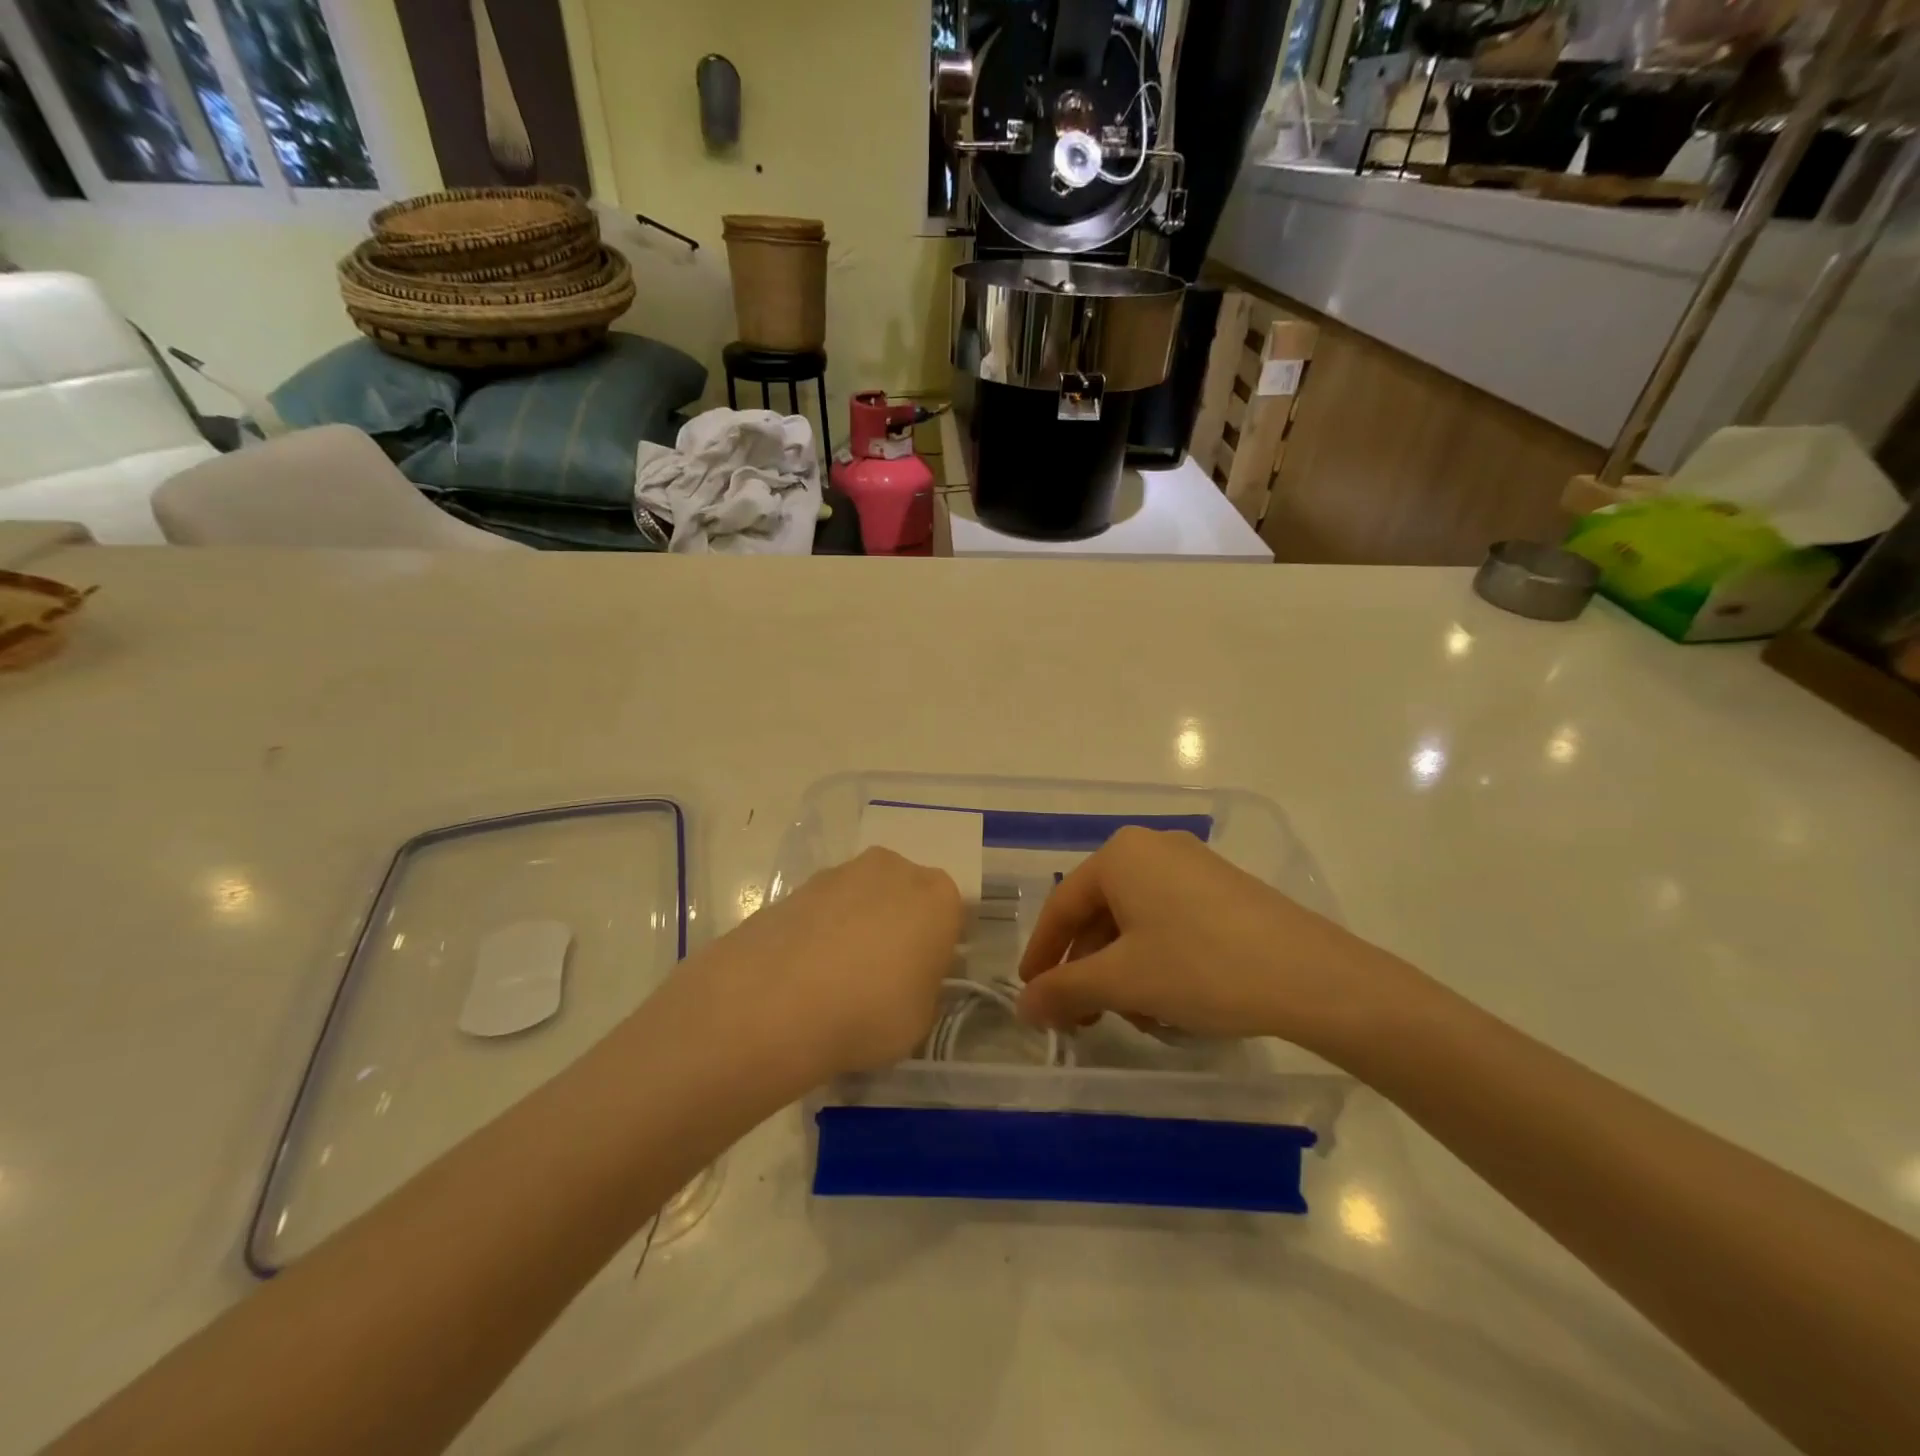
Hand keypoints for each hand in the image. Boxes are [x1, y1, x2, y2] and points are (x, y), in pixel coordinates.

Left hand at [704, 847, 964, 1083]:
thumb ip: (925, 988)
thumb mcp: (921, 1019)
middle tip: (882, 976)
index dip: (938, 949)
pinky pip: (823, 909)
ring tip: (835, 978)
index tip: (923, 979)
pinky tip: (804, 973)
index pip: (951, 917)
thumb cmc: (869, 1012)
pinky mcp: (796, 886)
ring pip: (862, 898)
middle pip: (905, 896)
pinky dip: (820, 931)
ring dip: (857, 925)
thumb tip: (911, 978)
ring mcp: (840, 872)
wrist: (774, 1002)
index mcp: (937, 896)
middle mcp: (893, 869)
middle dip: (898, 926)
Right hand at [1015, 828, 1415, 1059]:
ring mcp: (1193, 866)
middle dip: (1088, 969)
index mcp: (1121, 855)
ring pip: (1136, 921)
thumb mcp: (1123, 981)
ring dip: (1123, 971)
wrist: (1312, 976)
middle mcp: (1153, 848)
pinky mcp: (1224, 889)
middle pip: (1100, 912)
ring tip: (1135, 1017)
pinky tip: (1170, 1001)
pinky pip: (1170, 920)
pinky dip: (1157, 960)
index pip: (1062, 906)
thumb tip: (1023, 1005)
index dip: (1042, 954)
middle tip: (1083, 1017)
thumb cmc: (1201, 967)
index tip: (1030, 994)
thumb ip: (1064, 990)